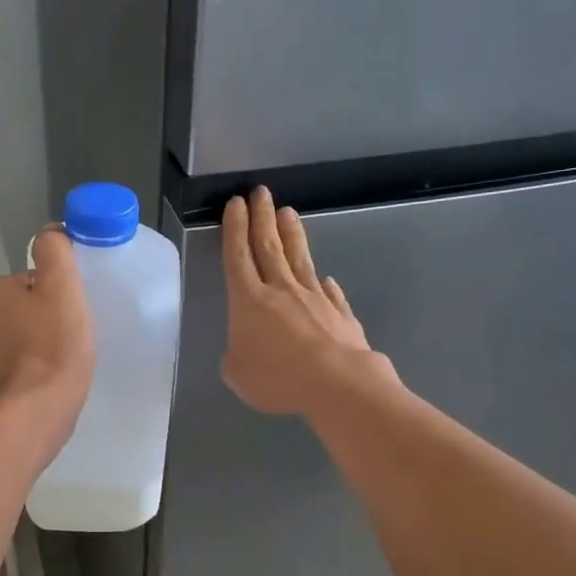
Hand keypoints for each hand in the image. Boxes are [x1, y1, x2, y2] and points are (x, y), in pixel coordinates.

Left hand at [0, 226, 95, 436]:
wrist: (38, 411)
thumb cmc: (53, 345)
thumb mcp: (61, 285)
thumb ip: (55, 251)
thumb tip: (51, 233)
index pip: (30, 279)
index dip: (57, 292)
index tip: (72, 310)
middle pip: (25, 307)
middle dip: (48, 317)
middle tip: (73, 334)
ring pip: (24, 336)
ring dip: (44, 342)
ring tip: (66, 358)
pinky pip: (22, 363)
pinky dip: (38, 366)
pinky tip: (54, 377)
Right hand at [221, 187, 385, 415]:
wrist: (336, 383)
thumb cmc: (277, 378)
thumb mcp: (237, 373)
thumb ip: (237, 354)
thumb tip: (248, 344)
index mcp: (249, 300)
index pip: (238, 256)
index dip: (235, 229)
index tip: (236, 204)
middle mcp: (281, 290)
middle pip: (268, 246)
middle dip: (262, 217)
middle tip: (260, 192)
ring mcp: (314, 298)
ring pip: (300, 259)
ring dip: (292, 234)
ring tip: (288, 212)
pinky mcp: (340, 314)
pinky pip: (330, 293)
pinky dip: (326, 285)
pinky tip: (326, 279)